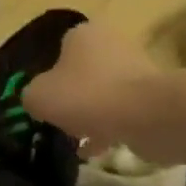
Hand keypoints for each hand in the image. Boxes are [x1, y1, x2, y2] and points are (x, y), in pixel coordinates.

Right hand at [23, 21, 162, 149]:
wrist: (148, 115)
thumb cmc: (87, 96)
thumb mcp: (39, 97)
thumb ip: (31, 95)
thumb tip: (37, 100)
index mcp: (83, 34)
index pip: (58, 50)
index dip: (48, 77)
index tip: (44, 100)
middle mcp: (112, 43)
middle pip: (83, 72)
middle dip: (72, 97)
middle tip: (60, 120)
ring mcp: (136, 68)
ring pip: (104, 93)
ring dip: (91, 115)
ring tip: (78, 141)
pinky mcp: (153, 95)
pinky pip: (122, 111)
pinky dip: (109, 128)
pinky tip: (96, 151)